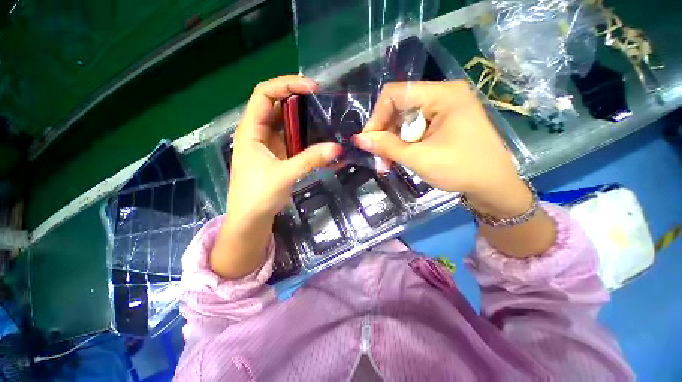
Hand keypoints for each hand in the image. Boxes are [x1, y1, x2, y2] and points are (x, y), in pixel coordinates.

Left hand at [210, 75, 341, 277]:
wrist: (251, 219)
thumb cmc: (258, 196)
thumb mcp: (284, 176)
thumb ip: (310, 160)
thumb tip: (337, 148)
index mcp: (250, 130)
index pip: (264, 94)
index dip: (286, 85)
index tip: (311, 88)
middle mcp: (258, 132)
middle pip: (276, 104)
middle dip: (297, 97)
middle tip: (321, 100)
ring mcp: (269, 144)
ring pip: (285, 121)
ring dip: (302, 116)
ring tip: (323, 115)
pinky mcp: (278, 155)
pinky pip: (292, 138)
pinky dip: (304, 134)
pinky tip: (318, 135)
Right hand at [353, 80, 555, 257]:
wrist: (494, 187)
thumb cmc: (461, 170)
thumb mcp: (419, 158)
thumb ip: (387, 146)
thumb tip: (358, 139)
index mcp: (443, 94)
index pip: (395, 93)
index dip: (377, 116)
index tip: (368, 141)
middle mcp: (444, 94)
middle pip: (399, 107)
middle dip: (385, 134)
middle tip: (379, 159)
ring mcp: (445, 108)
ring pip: (405, 120)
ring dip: (393, 142)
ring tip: (388, 163)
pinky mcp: (444, 121)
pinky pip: (415, 127)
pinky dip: (404, 143)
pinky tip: (401, 157)